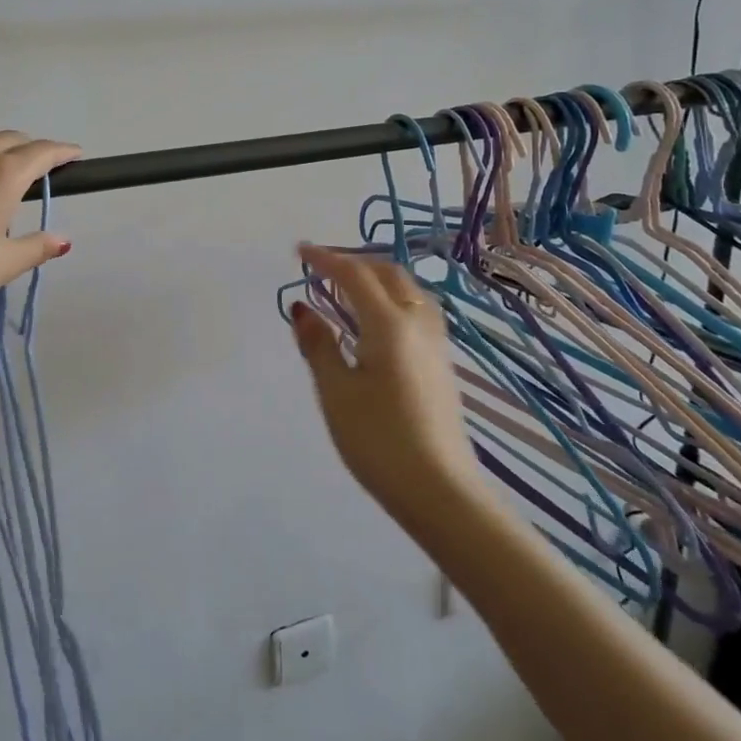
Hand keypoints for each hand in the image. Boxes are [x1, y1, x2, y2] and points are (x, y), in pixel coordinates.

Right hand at [290, 245, 478, 521]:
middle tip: (321, 265)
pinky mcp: (442, 362)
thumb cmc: (379, 439)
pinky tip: (377, 318)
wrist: (440, 490)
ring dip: (377, 276)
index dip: (325, 259)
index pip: (355, 275)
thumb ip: (318, 345)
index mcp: (389, 324)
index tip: (299, 251)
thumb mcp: (336, 392)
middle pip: (388, 273)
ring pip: (408, 289)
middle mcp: (418, 323)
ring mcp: (436, 343)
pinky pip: (417, 309)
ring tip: (348, 285)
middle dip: (354, 261)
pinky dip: (391, 296)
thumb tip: (302, 308)